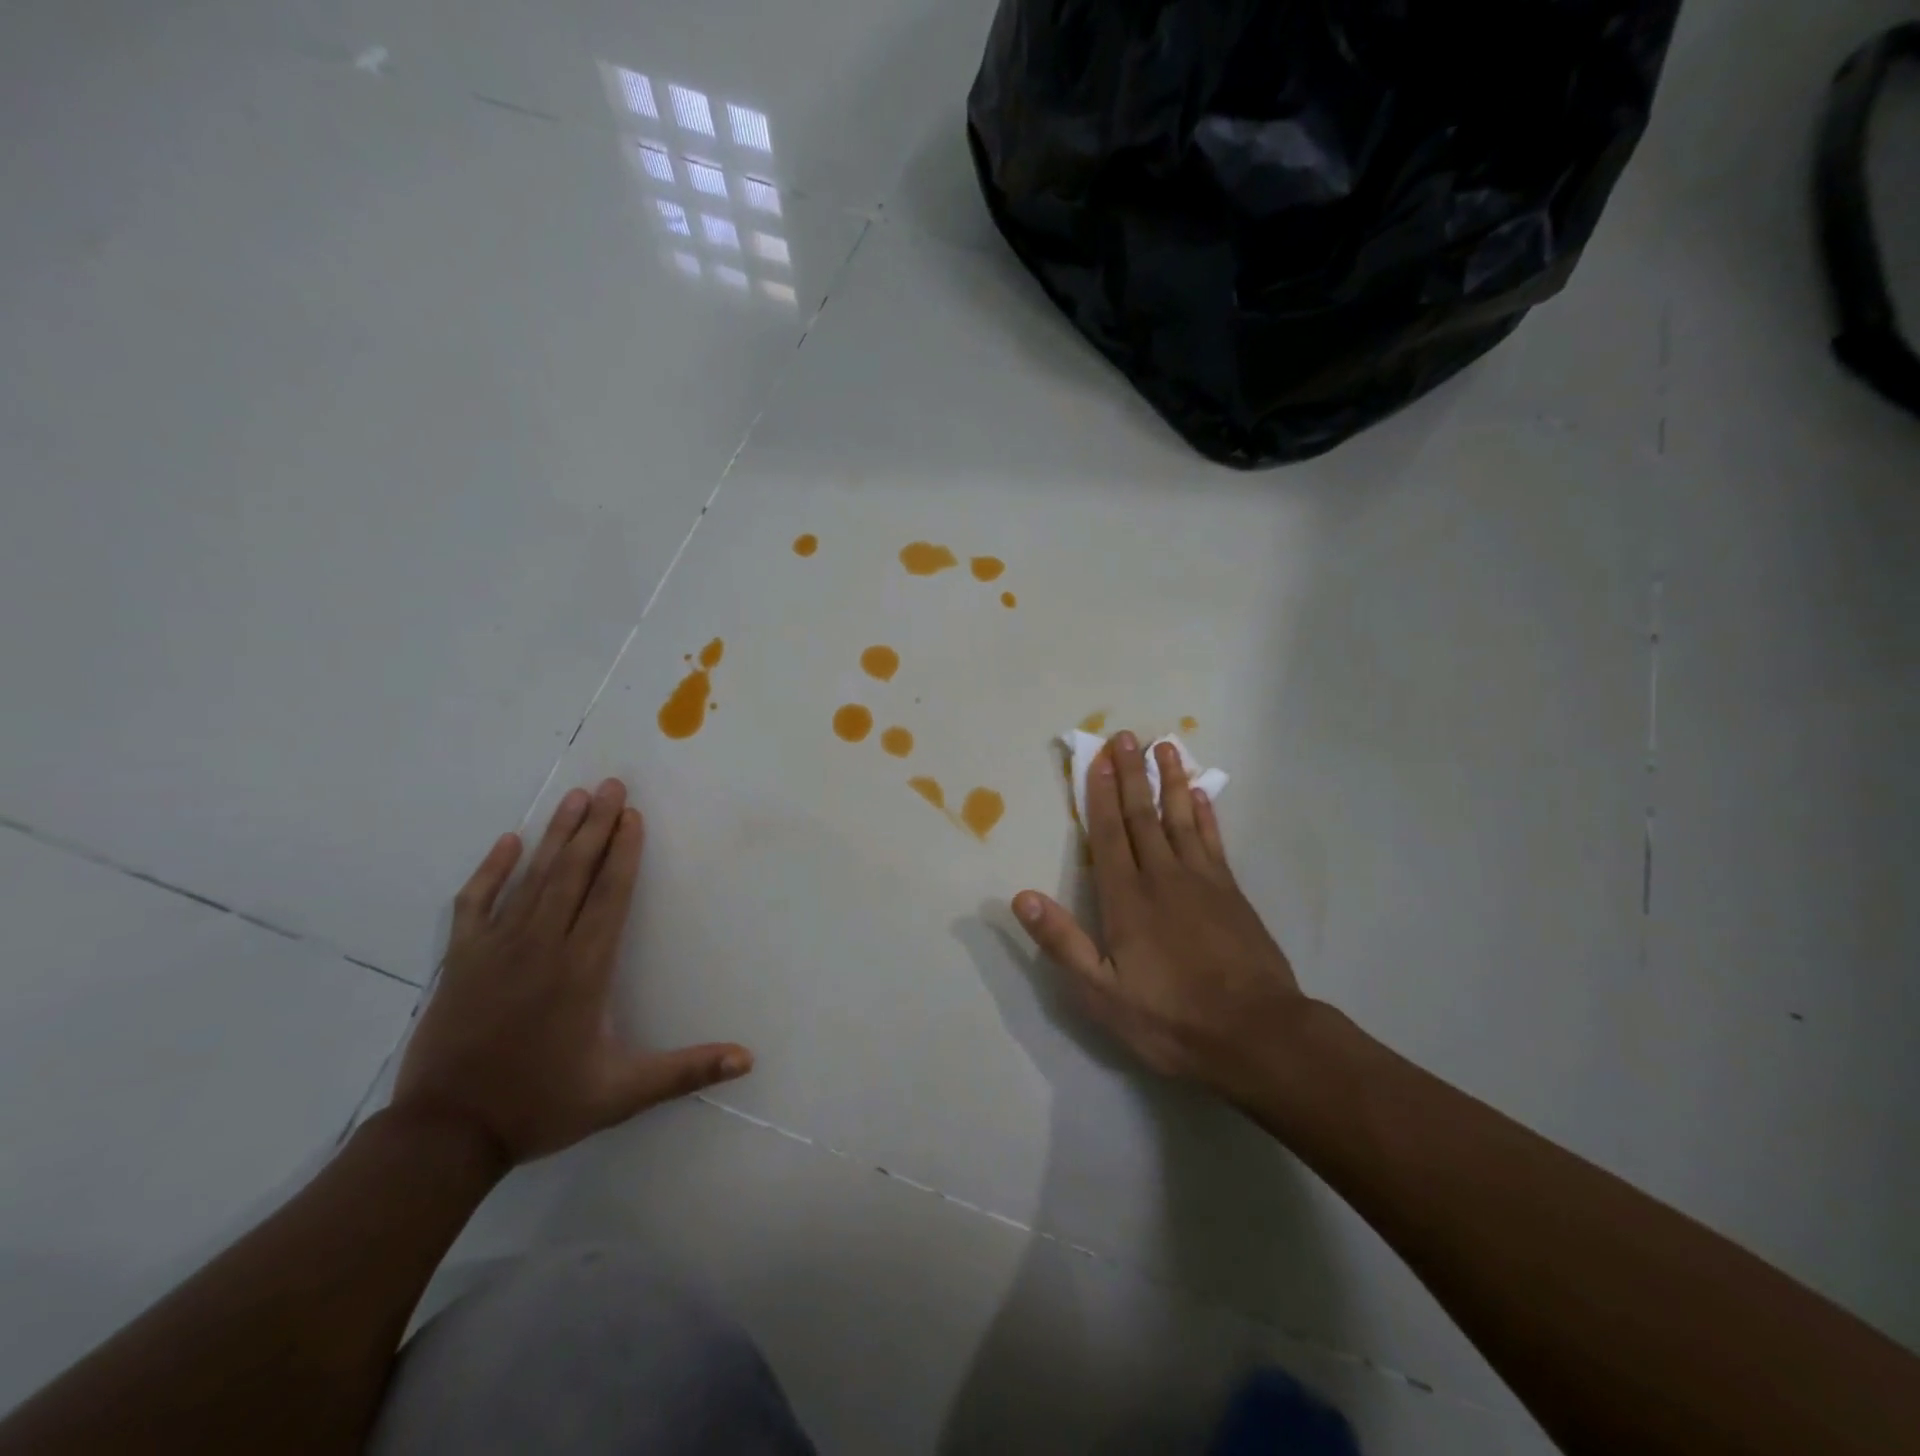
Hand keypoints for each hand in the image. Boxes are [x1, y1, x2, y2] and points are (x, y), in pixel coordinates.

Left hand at [392, 778, 751, 1166]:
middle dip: (595, 825)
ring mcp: (497, 947)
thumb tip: (748, 1059)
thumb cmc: (542, 1105)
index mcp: (584, 968)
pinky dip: (491, 870)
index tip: (633, 814)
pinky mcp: (462, 959)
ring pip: (532, 877)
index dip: (624, 852)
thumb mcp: (622, 1093)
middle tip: (611, 784)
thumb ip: (685, 1071)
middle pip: (574, 872)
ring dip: (556, 835)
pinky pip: (475, 902)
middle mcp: (543, 945)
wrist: (446, 1134)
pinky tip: (508, 842)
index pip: (609, 894)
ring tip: (574, 797)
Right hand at [1013, 732, 1306, 1104]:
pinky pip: (1213, 841)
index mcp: (1127, 899)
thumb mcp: (1102, 993)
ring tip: (1166, 747)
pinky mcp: (1231, 893)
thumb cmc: (1170, 1018)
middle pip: (1142, 815)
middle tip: (1127, 736)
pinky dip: (1205, 814)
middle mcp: (1163, 877)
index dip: (1099, 795)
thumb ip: (1063, 942)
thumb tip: (1021, 898)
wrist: (1256, 1034)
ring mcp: (1203, 881)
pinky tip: (1201, 795)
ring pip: (1181, 818)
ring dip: (1170, 781)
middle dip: (1131, 774)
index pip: (1108, 834)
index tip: (1097, 759)